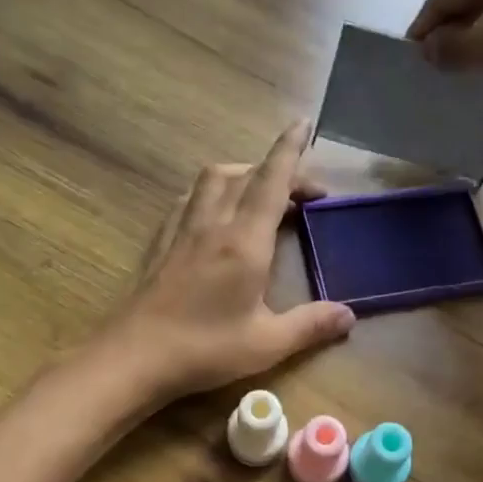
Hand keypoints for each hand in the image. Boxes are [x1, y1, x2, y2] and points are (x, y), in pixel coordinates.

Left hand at [99, 122, 355, 401]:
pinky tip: (215, 215)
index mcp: (244, 242)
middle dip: (277, 170)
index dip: (290, 151)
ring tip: (260, 194)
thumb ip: (311, 325)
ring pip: (212, 179)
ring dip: (241, 174)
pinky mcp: (160, 243)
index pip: (272, 181)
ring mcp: (181, 231)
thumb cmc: (204, 349)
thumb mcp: (267, 344)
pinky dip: (211, 193)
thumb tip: (350, 316)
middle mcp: (212, 224)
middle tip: (303, 193)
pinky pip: (188, 200)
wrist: (132, 357)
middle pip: (244, 174)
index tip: (303, 124)